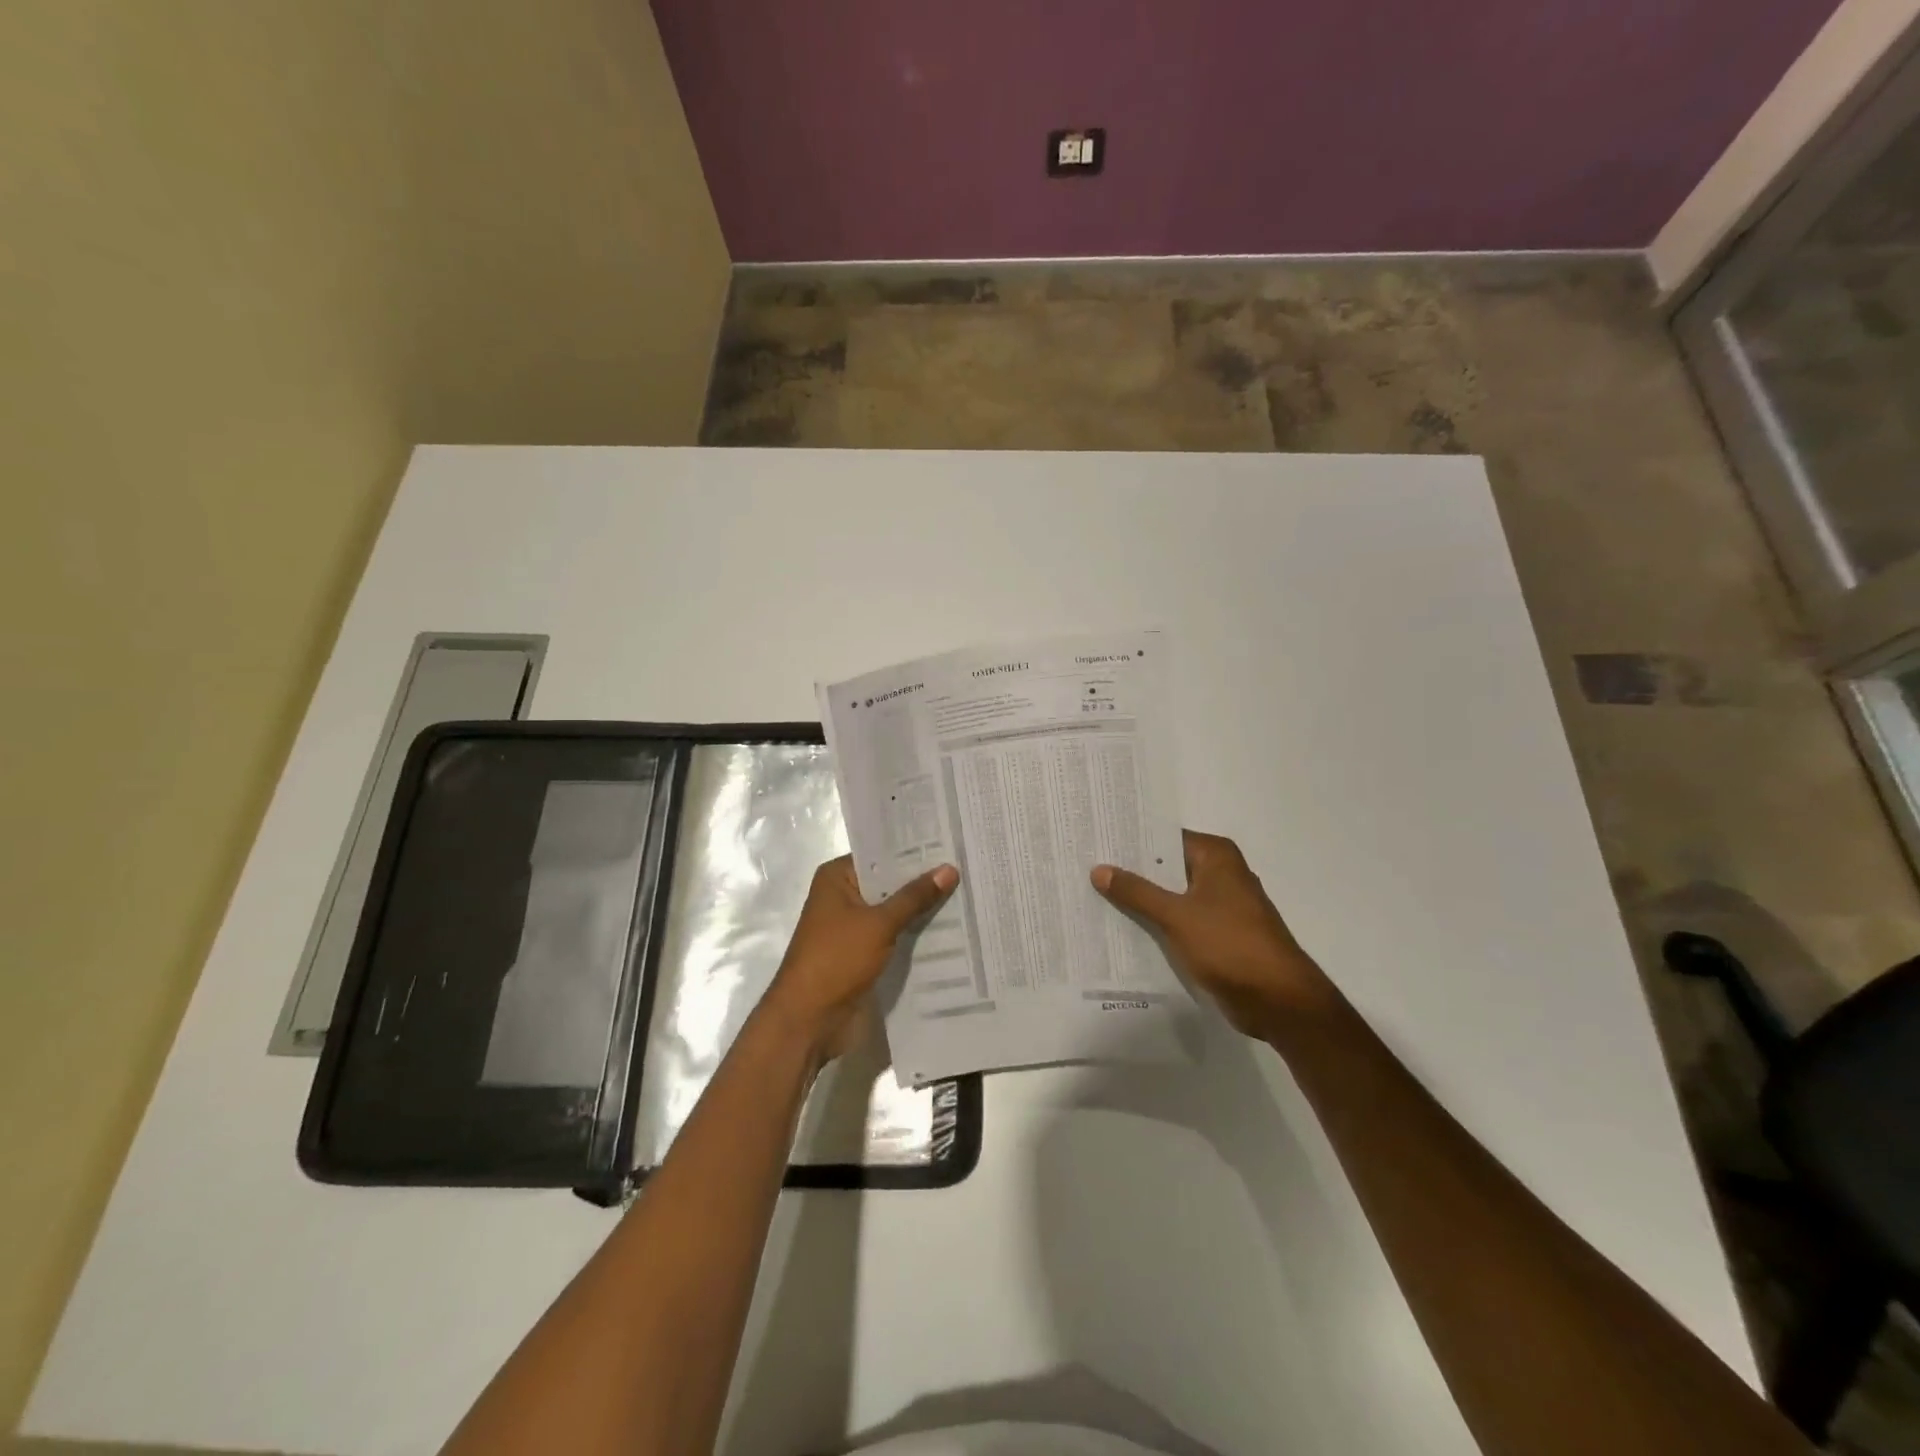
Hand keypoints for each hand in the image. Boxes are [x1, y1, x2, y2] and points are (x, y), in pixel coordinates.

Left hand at [763, 856, 958, 1062]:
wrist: (809, 1019)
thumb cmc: (837, 959)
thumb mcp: (879, 923)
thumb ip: (915, 897)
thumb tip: (949, 869)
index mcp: (837, 877)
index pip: (881, 853)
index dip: (915, 850)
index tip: (951, 843)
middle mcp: (843, 895)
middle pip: (889, 881)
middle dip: (923, 879)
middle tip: (967, 866)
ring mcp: (852, 925)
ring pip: (894, 909)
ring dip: (921, 908)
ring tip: (967, 892)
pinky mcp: (862, 951)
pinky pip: (893, 933)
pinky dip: (914, 931)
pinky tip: (950, 927)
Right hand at [1092, 830, 1334, 1038]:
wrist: (1279, 1000)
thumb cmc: (1230, 945)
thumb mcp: (1176, 915)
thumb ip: (1136, 892)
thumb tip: (1099, 869)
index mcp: (1216, 857)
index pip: (1164, 838)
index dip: (1131, 841)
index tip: (1096, 841)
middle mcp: (1220, 874)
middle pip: (1167, 866)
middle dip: (1131, 871)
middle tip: (1086, 868)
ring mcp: (1221, 906)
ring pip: (1172, 895)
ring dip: (1142, 900)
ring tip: (1095, 895)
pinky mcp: (1219, 935)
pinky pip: (1180, 920)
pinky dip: (1157, 923)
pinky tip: (1123, 927)